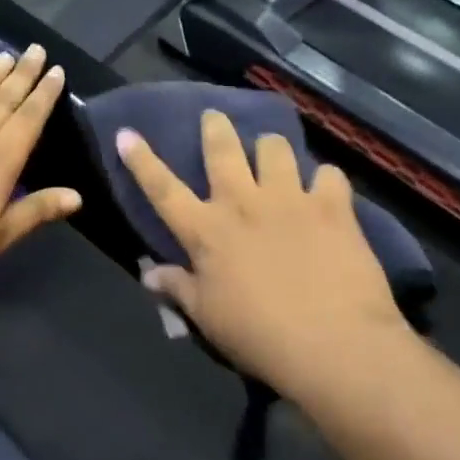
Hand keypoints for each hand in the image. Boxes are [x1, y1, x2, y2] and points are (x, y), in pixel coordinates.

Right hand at [118, 110, 409, 396]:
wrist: (332, 343)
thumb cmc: (258, 336)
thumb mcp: (207, 318)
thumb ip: (178, 288)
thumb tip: (148, 272)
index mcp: (206, 231)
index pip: (163, 189)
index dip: (142, 160)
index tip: (127, 132)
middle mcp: (243, 203)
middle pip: (222, 150)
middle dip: (214, 127)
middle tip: (214, 116)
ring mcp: (289, 199)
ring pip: (275, 148)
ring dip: (269, 147)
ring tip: (272, 152)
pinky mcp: (332, 206)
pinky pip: (328, 174)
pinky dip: (324, 180)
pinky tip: (325, 190)